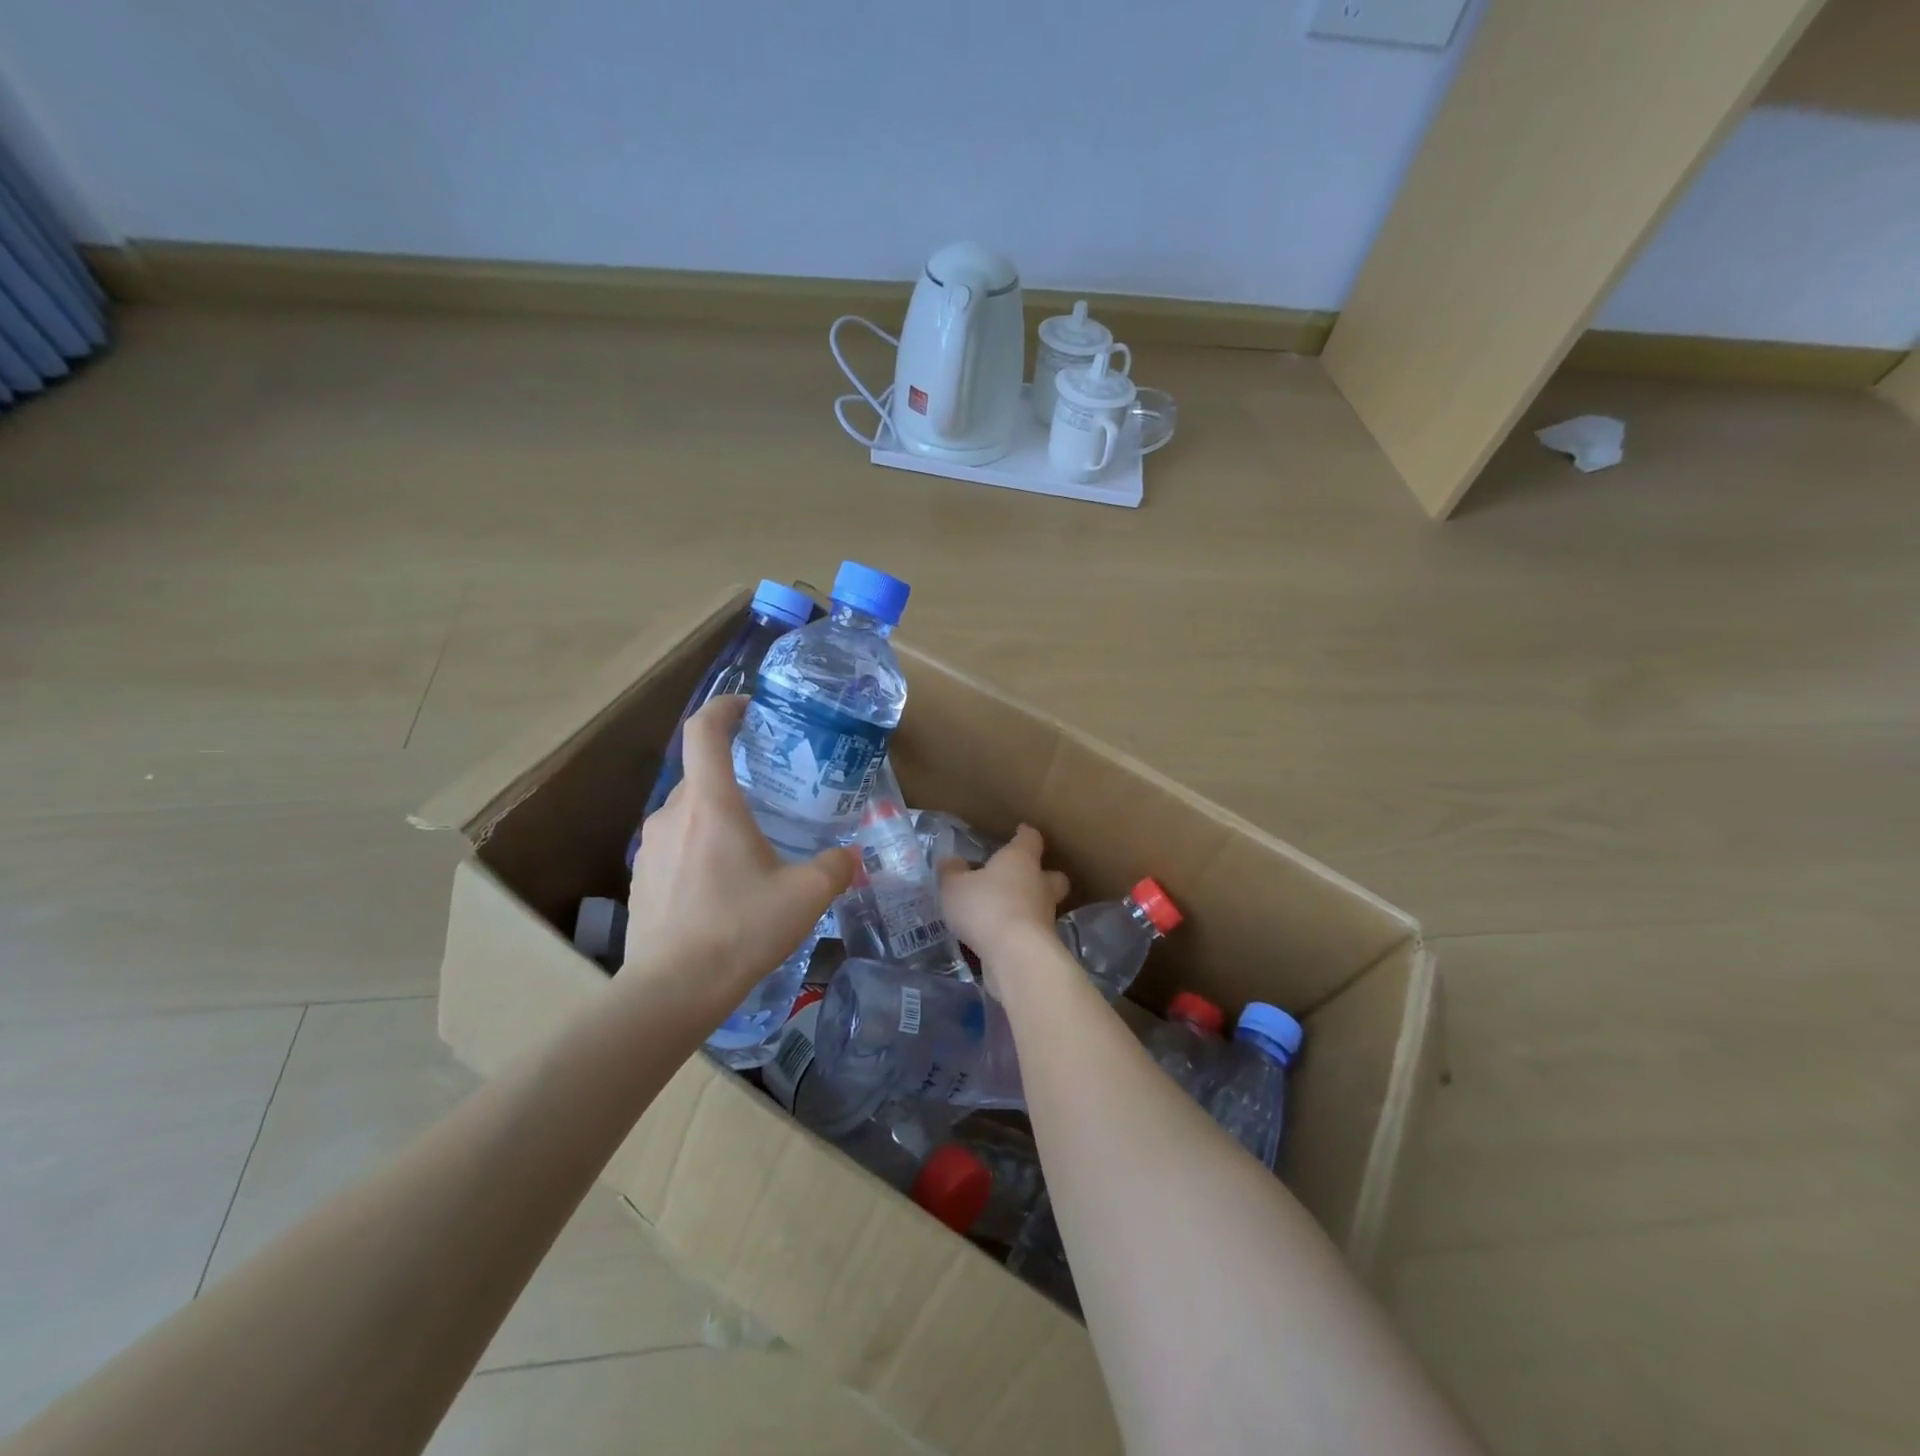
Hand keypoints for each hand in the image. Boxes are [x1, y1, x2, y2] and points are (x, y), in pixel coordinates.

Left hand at [626, 696, 855, 1009]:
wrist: (672, 991)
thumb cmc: (740, 929)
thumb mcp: (805, 896)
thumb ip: (835, 867)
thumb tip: (851, 856)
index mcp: (711, 804)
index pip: (704, 730)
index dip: (725, 707)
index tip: (750, 708)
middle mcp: (673, 815)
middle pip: (701, 775)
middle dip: (735, 775)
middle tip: (770, 794)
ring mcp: (650, 847)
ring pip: (688, 813)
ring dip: (718, 817)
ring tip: (751, 845)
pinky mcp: (641, 879)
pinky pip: (675, 846)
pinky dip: (700, 849)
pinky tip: (724, 886)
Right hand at [938, 824, 1070, 989]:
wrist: (1016, 956)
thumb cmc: (986, 907)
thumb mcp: (954, 887)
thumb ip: (951, 872)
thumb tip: (950, 860)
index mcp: (1021, 859)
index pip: (1030, 839)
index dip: (1025, 835)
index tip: (1020, 832)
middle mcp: (1039, 884)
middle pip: (1052, 875)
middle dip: (1042, 875)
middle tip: (1024, 878)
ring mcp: (1046, 916)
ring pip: (1044, 905)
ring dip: (1029, 908)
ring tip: (1005, 913)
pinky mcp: (1044, 945)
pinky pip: (1032, 932)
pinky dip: (1021, 933)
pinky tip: (1002, 938)